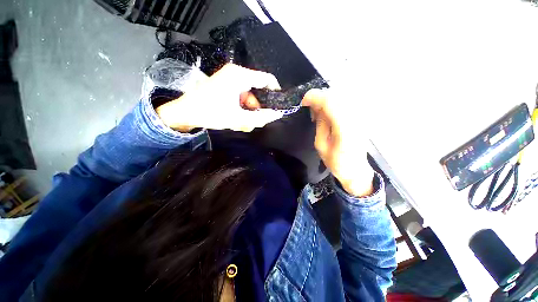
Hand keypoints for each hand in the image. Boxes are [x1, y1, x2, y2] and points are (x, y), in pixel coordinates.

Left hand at [156, 64, 283, 132]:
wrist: (184, 113)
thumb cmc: (210, 113)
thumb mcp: (238, 118)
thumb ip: (260, 117)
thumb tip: (276, 114)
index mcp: (239, 76)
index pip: (267, 79)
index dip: (275, 93)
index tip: (278, 107)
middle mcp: (236, 74)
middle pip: (258, 91)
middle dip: (258, 109)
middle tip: (255, 122)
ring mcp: (230, 80)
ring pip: (250, 97)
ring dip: (249, 112)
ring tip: (242, 123)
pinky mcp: (226, 87)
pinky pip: (241, 98)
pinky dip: (242, 109)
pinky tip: (237, 119)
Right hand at [302, 89, 374, 196]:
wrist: (356, 169)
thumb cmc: (336, 162)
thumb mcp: (321, 145)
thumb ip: (320, 124)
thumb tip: (317, 108)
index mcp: (344, 128)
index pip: (330, 102)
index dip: (315, 97)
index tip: (304, 103)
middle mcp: (356, 118)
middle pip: (336, 95)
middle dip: (319, 98)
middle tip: (310, 110)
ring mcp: (361, 116)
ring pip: (341, 96)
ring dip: (326, 101)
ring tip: (318, 113)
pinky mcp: (361, 116)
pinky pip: (345, 102)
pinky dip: (334, 104)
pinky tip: (328, 113)